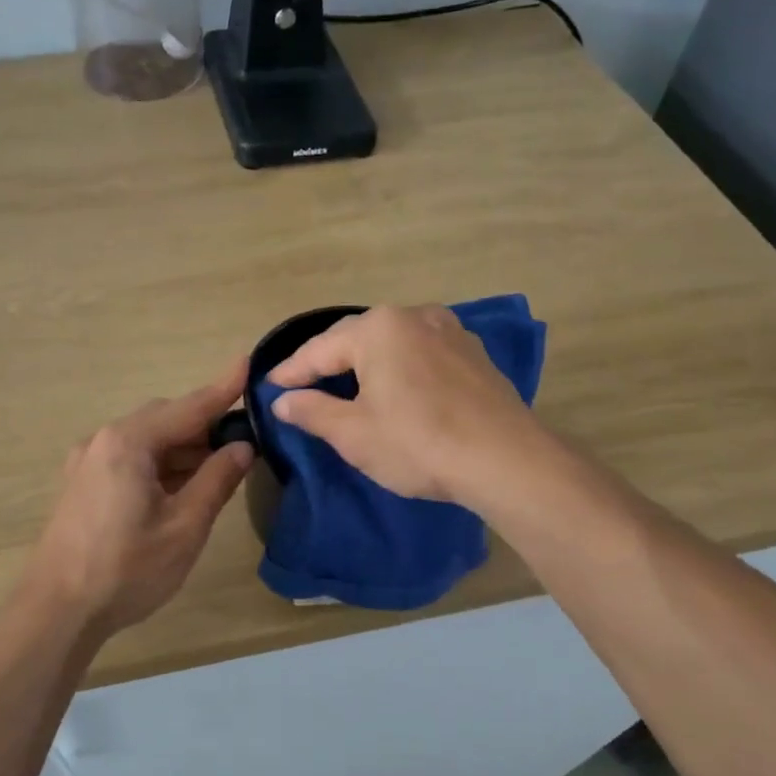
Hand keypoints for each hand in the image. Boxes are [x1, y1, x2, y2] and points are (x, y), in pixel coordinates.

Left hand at [25, 362, 254, 641]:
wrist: (56, 612)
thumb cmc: (126, 569)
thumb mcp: (184, 526)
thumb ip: (216, 479)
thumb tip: (242, 446)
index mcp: (129, 442)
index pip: (189, 407)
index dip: (223, 389)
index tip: (249, 363)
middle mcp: (103, 440)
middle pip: (164, 420)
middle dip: (204, 426)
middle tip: (243, 441)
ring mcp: (87, 462)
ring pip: (146, 441)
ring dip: (183, 449)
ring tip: (218, 468)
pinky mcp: (82, 484)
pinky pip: (129, 459)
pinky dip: (160, 465)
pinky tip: (180, 487)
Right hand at [267, 305, 539, 503]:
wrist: (505, 460)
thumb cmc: (419, 443)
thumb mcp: (354, 433)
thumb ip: (312, 411)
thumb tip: (283, 400)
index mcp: (378, 328)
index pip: (319, 349)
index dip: (291, 371)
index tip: (269, 387)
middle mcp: (414, 315)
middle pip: (356, 338)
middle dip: (327, 362)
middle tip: (302, 385)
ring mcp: (449, 330)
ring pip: (392, 342)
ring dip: (365, 362)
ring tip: (346, 384)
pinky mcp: (473, 352)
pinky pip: (421, 352)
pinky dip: (399, 366)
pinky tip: (396, 387)